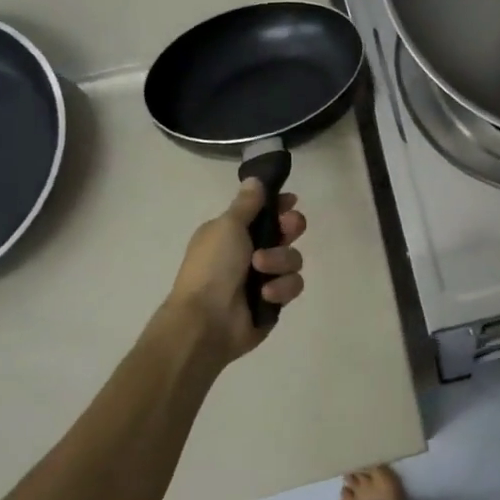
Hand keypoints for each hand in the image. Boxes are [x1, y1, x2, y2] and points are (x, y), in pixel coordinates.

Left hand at [160, 179, 306, 363]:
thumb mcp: (227, 227)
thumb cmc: (213, 267)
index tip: (290, 201)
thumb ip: (247, 204)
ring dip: (280, 261)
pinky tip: (265, 294)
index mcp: (232, 232)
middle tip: (287, 229)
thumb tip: (254, 179)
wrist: (206, 321)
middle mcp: (249, 252)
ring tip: (261, 270)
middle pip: (286, 232)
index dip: (280, 205)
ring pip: (293, 258)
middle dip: (290, 229)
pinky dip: (280, 288)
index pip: (264, 212)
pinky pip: (292, 285)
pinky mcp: (274, 301)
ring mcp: (263, 277)